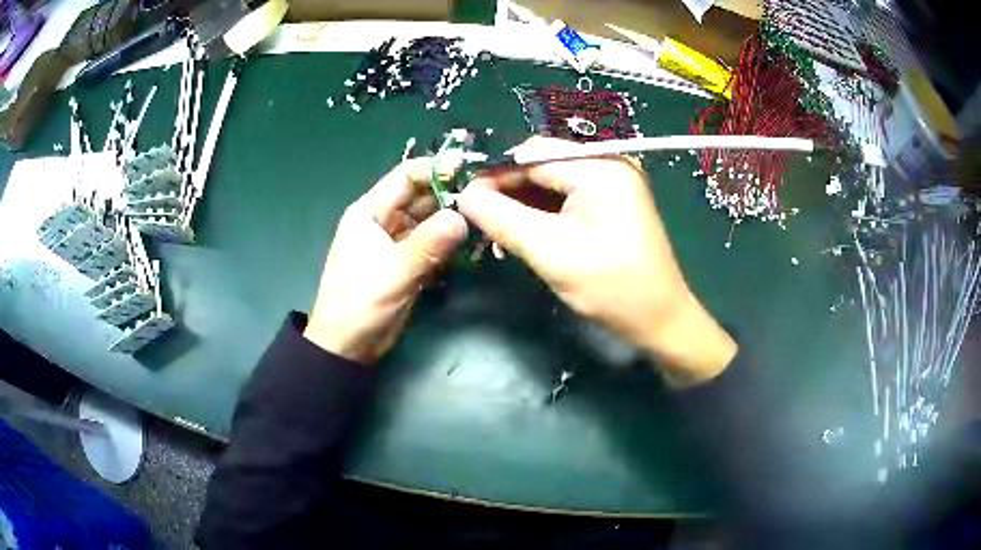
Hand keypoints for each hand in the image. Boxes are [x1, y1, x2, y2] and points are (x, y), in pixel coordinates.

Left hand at [304, 158, 467, 363]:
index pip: (406, 177)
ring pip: (432, 222)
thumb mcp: (393, 272)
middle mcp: (385, 221)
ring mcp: (398, 243)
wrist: (348, 347)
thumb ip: (428, 244)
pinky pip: (435, 245)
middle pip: (423, 198)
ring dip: (455, 222)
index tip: (471, 170)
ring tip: (486, 222)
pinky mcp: (409, 263)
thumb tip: (463, 218)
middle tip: (488, 199)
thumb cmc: (359, 305)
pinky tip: (474, 247)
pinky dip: (452, 245)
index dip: (437, 169)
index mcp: (370, 212)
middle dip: (453, 196)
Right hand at [457, 137, 735, 385]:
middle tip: (479, 222)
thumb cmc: (613, 288)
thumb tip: (464, 196)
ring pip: (549, 184)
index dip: (494, 174)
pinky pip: (565, 199)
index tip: (463, 199)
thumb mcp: (551, 252)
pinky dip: (541, 216)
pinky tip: (522, 238)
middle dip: (507, 192)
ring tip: (498, 237)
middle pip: (541, 166)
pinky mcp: (610, 204)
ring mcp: (611, 185)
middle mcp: (607, 165)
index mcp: (600, 168)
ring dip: (521, 207)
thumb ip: (503, 218)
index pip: (532, 155)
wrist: (661, 320)